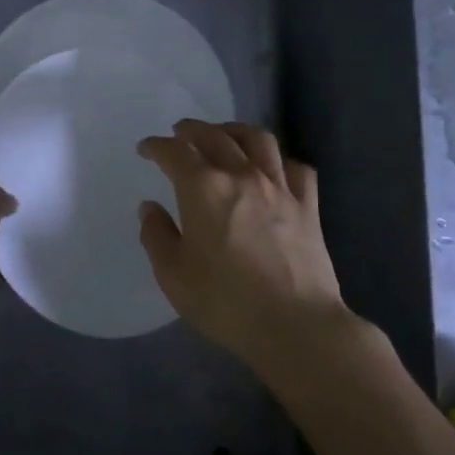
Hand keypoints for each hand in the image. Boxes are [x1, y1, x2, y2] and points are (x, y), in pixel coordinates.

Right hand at [136, 120, 349, 370]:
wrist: (294, 324)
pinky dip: (278, 161)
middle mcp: (242, 176)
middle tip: (180, 133)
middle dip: (193, 130)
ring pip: (259, 140)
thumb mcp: (173, 275)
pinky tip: (272, 169)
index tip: (146, 149)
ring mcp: (280, 188)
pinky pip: (295, 168)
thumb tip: (150, 208)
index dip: (157, 146)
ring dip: (235, 131)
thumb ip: (156, 236)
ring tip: (225, 136)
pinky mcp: (308, 206)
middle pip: (216, 136)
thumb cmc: (225, 301)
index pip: (175, 152)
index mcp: (203, 189)